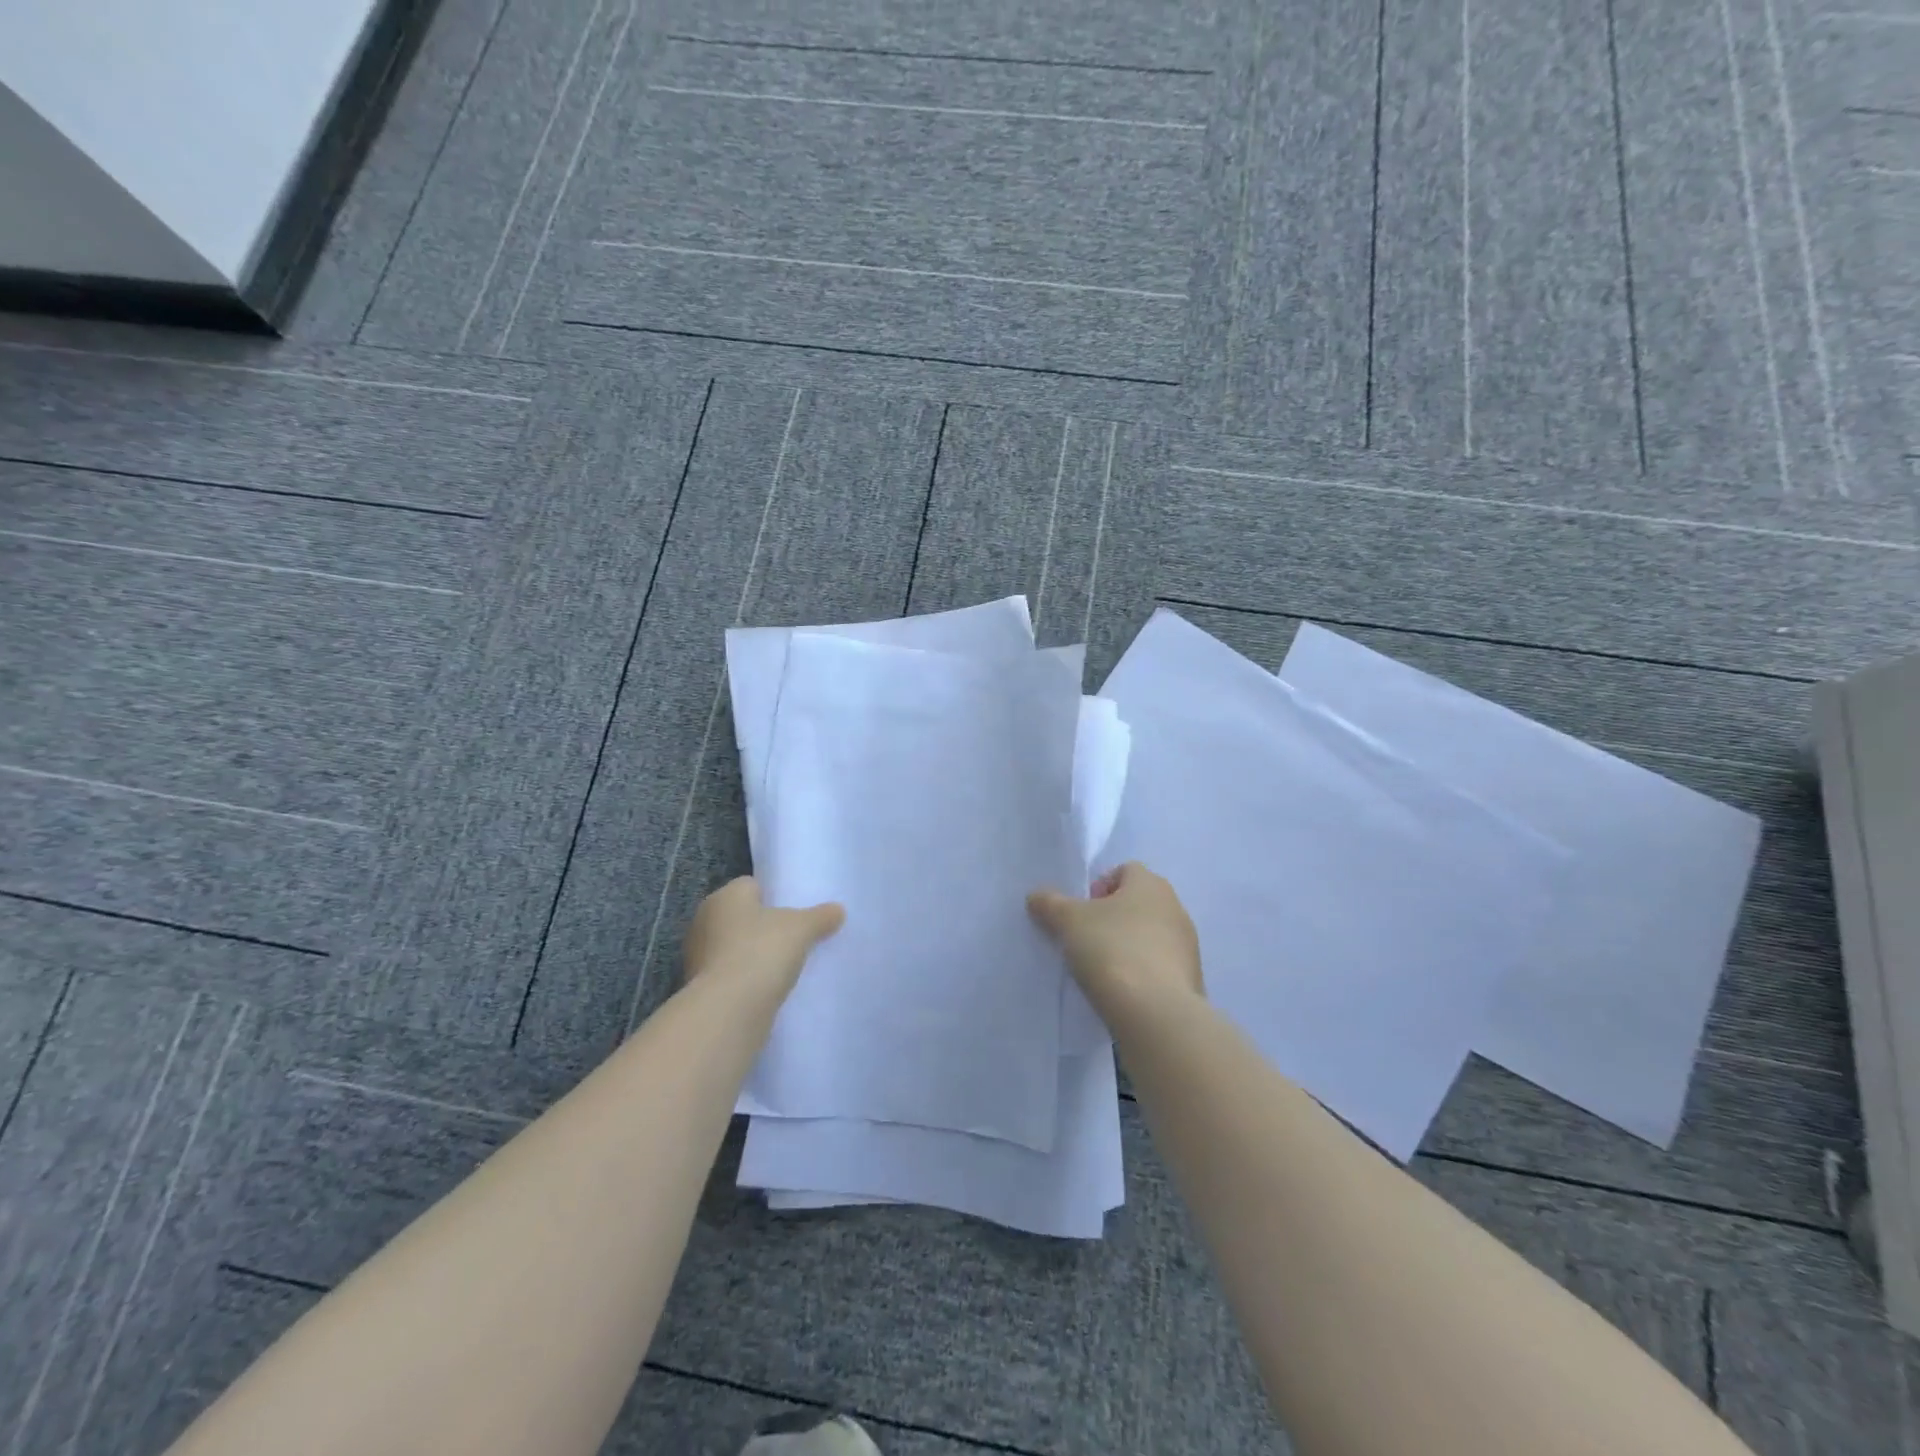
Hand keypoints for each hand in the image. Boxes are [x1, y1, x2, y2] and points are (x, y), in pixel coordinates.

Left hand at [682, 877, 843, 995]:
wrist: (729, 1009)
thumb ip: (820, 916)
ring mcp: (698, 957)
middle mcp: (705, 921)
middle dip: (763, 927)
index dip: (774, 896)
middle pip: (741, 917)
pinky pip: (730, 975)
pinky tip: (768, 988)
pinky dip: (746, 980)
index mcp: (725, 896)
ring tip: (784, 966)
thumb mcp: (802, 928)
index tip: (795, 912)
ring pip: (734, 947)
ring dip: (753, 955)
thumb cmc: (762, 951)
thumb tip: (838, 910)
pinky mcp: (700, 988)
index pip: (751, 886)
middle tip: (793, 938)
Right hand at [1028, 862, 1203, 1016]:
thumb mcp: (1068, 921)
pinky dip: (1141, 974)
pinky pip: (1159, 967)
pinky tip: (1122, 992)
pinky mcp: (1190, 981)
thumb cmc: (1112, 950)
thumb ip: (1050, 904)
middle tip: (1086, 940)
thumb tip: (1037, 896)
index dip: (1099, 887)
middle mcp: (1175, 908)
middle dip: (1112, 919)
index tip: (1081, 913)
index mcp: (1151, 884)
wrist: (1155, 1013)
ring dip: (1128, 947)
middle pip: (1138, 904)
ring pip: (1150, 936)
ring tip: (1101, 970)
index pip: (1125, 871)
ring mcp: (1187, 946)